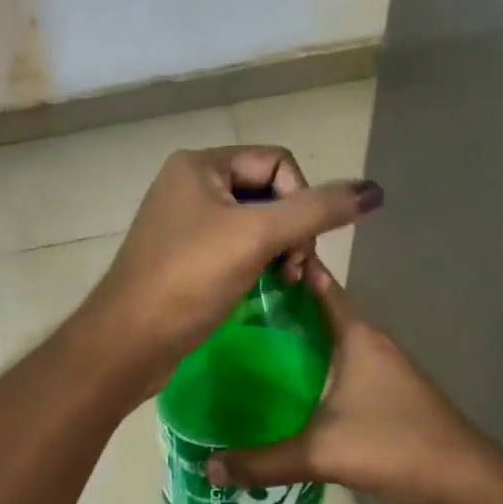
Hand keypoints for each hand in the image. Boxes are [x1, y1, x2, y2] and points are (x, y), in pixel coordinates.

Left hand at [87, 146, 381, 383]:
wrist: (129, 341)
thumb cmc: (189, 280)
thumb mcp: (256, 237)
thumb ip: (317, 210)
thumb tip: (373, 190)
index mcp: (200, 164)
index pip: (278, 162)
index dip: (301, 200)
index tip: (297, 245)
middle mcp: (191, 184)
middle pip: (269, 191)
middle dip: (292, 229)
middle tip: (293, 269)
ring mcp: (186, 221)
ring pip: (256, 221)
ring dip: (280, 248)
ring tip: (284, 282)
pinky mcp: (187, 255)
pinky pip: (237, 246)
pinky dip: (259, 262)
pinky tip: (266, 288)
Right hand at [204, 260, 502, 503]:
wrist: (463, 478)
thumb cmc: (394, 445)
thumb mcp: (322, 454)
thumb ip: (264, 461)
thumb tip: (209, 466)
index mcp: (355, 335)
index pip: (318, 283)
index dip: (287, 267)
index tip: (247, 260)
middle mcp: (369, 340)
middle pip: (320, 306)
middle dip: (281, 302)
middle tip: (232, 306)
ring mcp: (382, 363)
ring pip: (331, 335)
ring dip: (299, 332)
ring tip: (251, 340)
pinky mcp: (387, 387)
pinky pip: (341, 358)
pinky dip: (315, 358)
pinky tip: (290, 381)